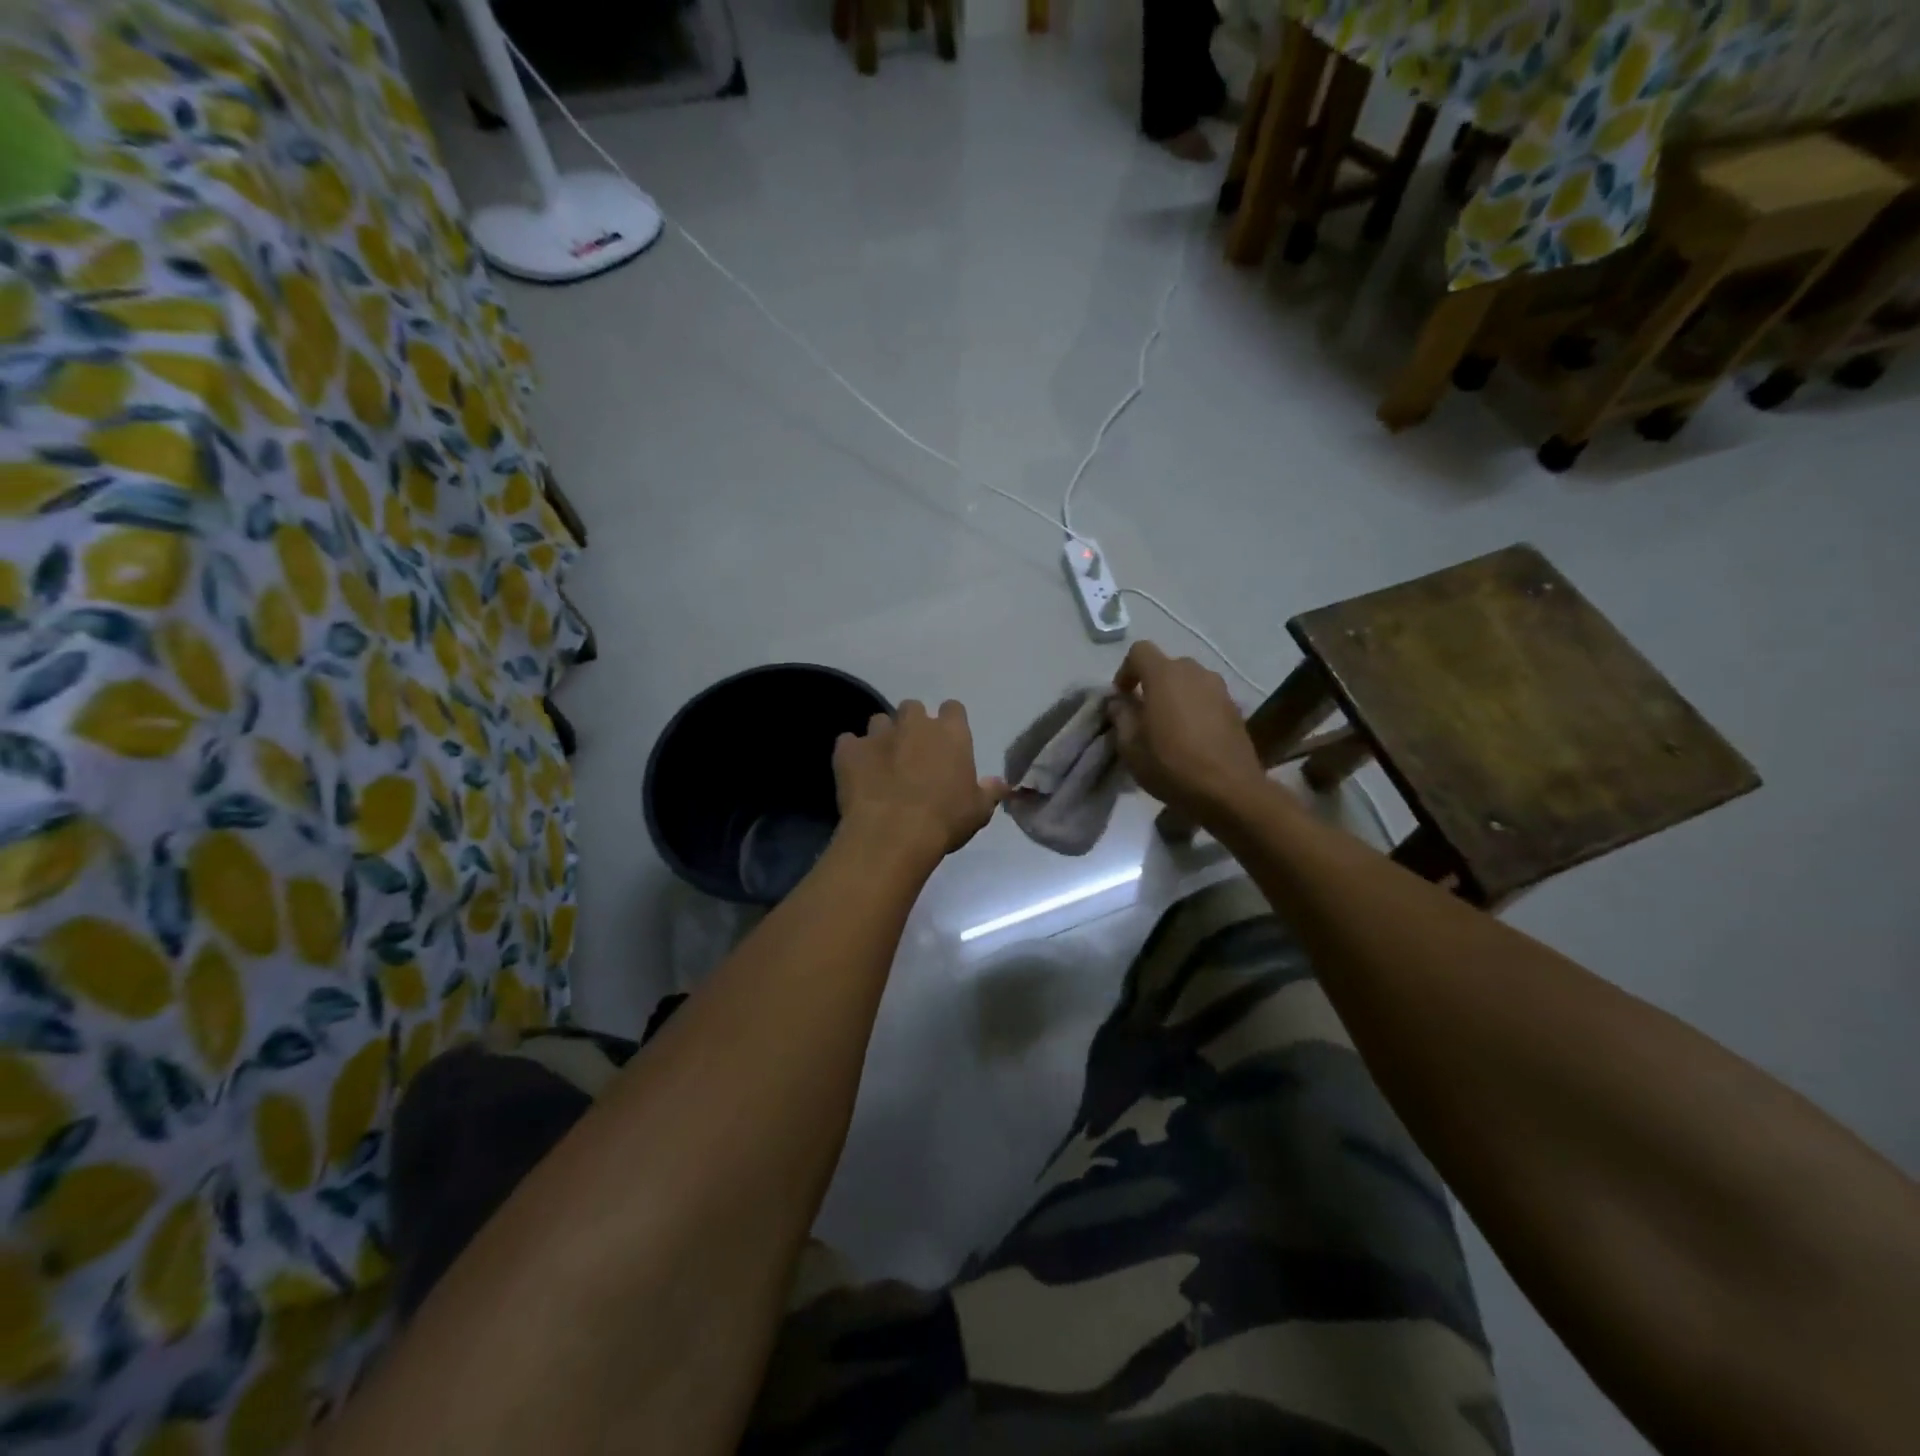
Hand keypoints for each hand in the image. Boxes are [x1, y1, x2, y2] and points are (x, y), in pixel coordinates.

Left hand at [834, 700, 1007, 862]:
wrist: (892, 834)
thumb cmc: (944, 820)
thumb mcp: (978, 810)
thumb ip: (989, 791)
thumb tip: (1002, 783)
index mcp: (950, 733)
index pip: (953, 709)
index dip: (949, 722)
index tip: (947, 742)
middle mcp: (914, 724)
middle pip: (913, 708)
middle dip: (912, 725)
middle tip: (912, 754)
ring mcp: (878, 734)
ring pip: (879, 722)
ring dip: (882, 737)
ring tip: (882, 764)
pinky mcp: (848, 750)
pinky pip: (848, 743)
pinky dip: (852, 754)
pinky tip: (855, 773)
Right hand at [1109, 642, 1269, 824]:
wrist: (1230, 791)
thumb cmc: (1172, 766)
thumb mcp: (1131, 747)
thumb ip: (1121, 716)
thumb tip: (1119, 702)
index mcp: (1165, 676)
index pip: (1140, 651)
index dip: (1126, 670)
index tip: (1122, 697)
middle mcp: (1195, 673)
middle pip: (1167, 665)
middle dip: (1152, 683)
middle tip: (1144, 713)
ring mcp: (1219, 689)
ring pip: (1190, 681)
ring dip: (1176, 695)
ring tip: (1169, 725)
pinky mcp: (1235, 708)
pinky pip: (1207, 698)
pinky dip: (1195, 708)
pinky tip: (1193, 736)